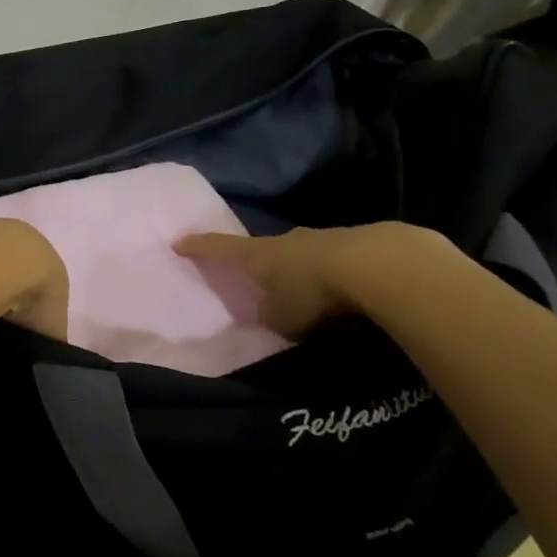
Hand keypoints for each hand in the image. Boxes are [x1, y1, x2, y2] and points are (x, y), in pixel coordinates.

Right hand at [174, 222, 440, 339]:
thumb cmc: (313, 293)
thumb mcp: (281, 318)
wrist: (377, 266)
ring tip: (307, 286)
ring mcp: (323, 238)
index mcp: (257, 255)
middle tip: (256, 273)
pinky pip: (335, 258)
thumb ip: (270, 315)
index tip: (179, 242)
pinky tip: (345, 288)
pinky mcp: (358, 243)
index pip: (219, 248)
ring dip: (300, 266)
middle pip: (264, 248)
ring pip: (302, 252)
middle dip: (258, 260)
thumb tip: (270, 312)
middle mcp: (286, 241)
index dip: (198, 247)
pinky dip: (333, 272)